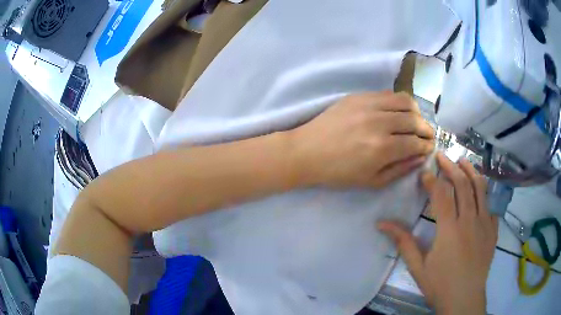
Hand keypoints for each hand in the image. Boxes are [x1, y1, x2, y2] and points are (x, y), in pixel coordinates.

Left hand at [288, 92, 434, 187]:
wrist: (307, 152)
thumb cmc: (338, 173)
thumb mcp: (372, 181)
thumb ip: (400, 169)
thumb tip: (421, 157)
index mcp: (383, 148)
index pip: (416, 142)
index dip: (426, 146)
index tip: (429, 148)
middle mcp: (379, 122)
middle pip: (414, 120)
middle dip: (426, 129)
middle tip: (427, 135)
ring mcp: (368, 105)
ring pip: (404, 101)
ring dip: (416, 112)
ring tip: (416, 121)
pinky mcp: (358, 96)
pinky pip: (387, 93)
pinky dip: (399, 101)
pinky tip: (398, 110)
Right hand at [378, 153, 497, 314]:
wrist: (465, 300)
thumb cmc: (440, 285)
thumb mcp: (418, 267)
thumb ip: (403, 242)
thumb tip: (381, 224)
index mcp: (450, 229)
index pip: (441, 194)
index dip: (432, 180)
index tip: (424, 173)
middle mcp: (470, 220)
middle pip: (463, 184)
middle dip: (451, 166)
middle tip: (442, 157)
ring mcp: (485, 224)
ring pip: (481, 188)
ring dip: (471, 171)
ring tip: (463, 161)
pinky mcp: (493, 230)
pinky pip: (490, 206)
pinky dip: (484, 194)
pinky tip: (479, 194)